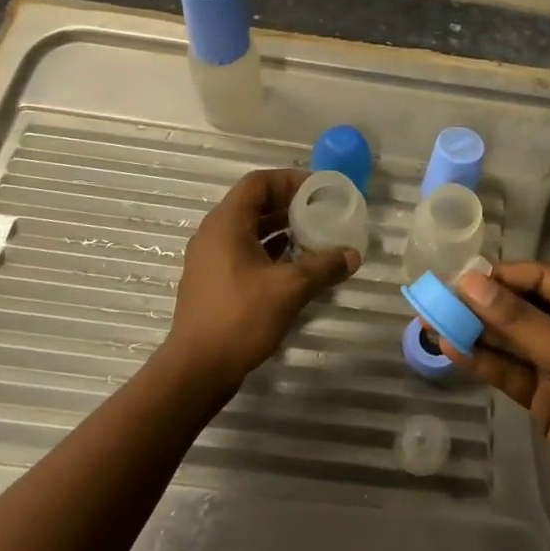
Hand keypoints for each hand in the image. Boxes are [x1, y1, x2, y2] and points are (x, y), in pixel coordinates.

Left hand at [168, 170, 359, 395]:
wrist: (196, 370)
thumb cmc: (239, 318)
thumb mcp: (289, 289)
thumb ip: (323, 266)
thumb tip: (353, 254)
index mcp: (226, 224)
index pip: (258, 183)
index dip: (290, 180)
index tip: (320, 190)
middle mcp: (215, 234)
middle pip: (255, 204)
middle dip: (291, 205)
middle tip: (324, 212)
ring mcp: (212, 259)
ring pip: (252, 230)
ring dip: (283, 229)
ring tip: (317, 236)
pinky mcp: (216, 282)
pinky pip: (247, 252)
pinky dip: (273, 251)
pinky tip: (298, 265)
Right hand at [445, 262, 549, 550]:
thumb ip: (521, 323)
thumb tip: (471, 283)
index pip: (541, 278)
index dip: (499, 277)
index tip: (456, 279)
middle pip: (522, 308)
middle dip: (481, 305)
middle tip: (433, 300)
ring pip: (512, 340)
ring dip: (475, 332)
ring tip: (430, 322)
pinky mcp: (547, 400)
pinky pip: (510, 372)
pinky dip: (483, 362)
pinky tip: (451, 350)